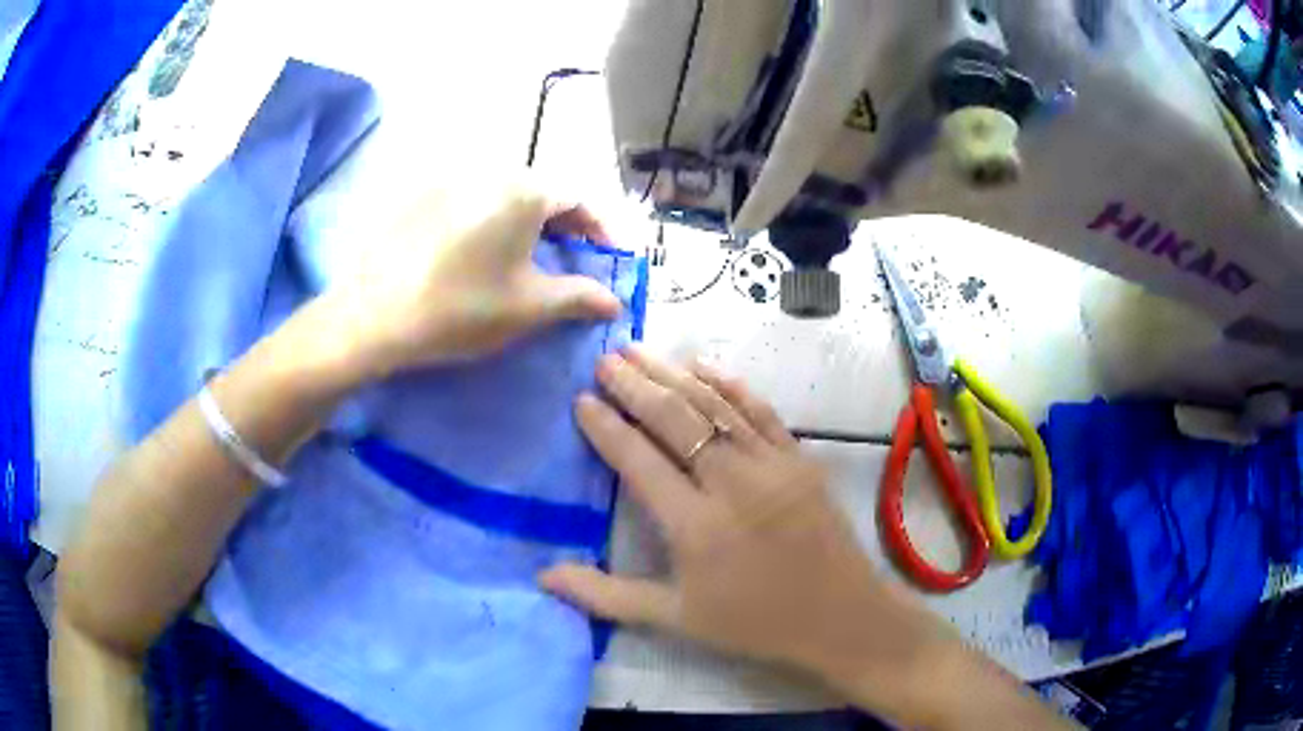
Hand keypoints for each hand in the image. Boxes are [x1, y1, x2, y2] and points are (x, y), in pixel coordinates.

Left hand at [313, 181, 621, 382]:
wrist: (375, 315)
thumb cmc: (462, 307)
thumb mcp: (530, 306)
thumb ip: (580, 297)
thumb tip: (615, 301)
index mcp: (523, 191)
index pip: (578, 199)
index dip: (600, 228)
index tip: (608, 256)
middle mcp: (489, 173)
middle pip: (540, 193)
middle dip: (564, 225)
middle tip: (570, 259)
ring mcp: (450, 181)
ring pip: (504, 196)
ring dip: (526, 223)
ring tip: (527, 258)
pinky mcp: (420, 197)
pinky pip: (470, 202)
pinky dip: (490, 221)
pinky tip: (479, 253)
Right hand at [537, 347, 959, 714]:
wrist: (839, 616)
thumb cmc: (753, 623)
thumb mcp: (675, 619)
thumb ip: (606, 595)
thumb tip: (543, 576)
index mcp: (694, 526)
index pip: (639, 461)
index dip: (607, 427)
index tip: (583, 400)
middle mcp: (731, 484)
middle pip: (675, 420)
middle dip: (635, 385)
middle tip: (606, 359)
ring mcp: (771, 465)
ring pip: (714, 406)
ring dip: (674, 374)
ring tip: (641, 350)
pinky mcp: (800, 459)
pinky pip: (761, 410)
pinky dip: (730, 384)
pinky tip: (704, 366)